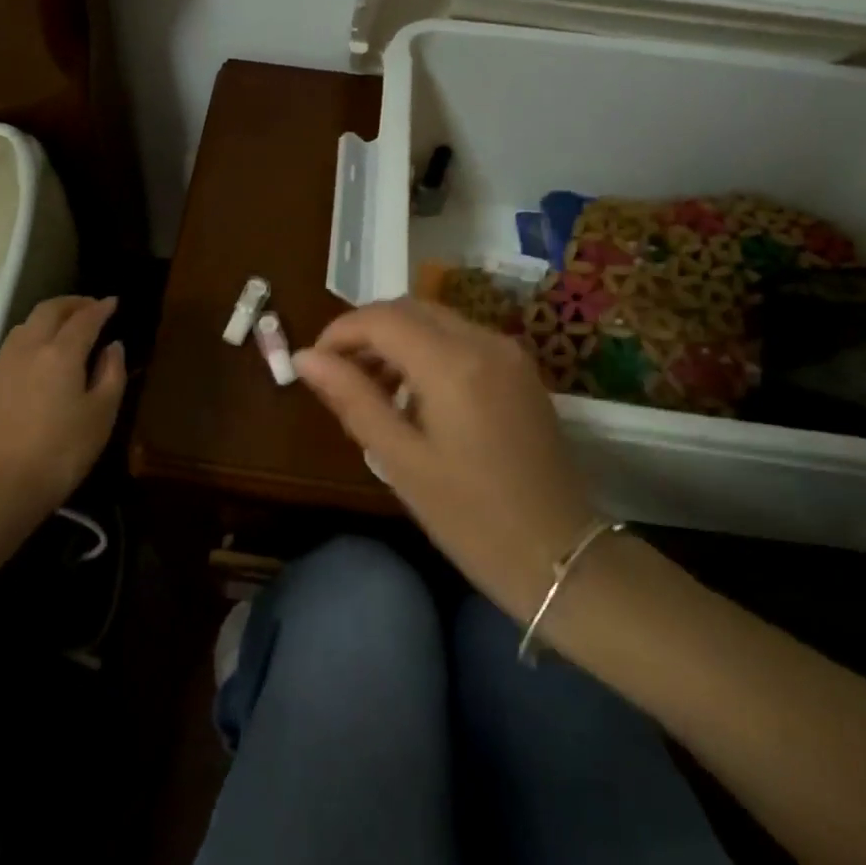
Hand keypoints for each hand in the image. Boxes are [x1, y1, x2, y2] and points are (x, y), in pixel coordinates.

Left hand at [0, 296, 126, 530]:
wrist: (3, 485)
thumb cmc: (63, 451)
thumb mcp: (102, 414)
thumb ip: (112, 374)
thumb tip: (113, 346)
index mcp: (61, 352)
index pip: (85, 318)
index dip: (101, 308)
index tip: (114, 302)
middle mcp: (29, 347)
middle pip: (49, 310)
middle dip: (72, 303)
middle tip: (90, 307)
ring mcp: (3, 363)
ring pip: (26, 324)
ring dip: (49, 317)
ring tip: (64, 326)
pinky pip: (12, 344)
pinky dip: (31, 336)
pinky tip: (38, 353)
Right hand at [294, 298, 598, 619]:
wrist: (561, 555)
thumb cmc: (470, 517)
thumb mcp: (400, 460)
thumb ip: (352, 399)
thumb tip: (305, 358)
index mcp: (453, 364)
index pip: (381, 318)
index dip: (339, 332)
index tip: (313, 364)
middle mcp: (485, 342)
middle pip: (410, 309)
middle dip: (366, 332)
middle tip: (338, 375)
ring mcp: (509, 353)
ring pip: (437, 320)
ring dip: (397, 339)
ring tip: (371, 388)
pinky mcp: (521, 371)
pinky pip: (463, 339)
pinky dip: (428, 350)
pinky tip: (415, 393)